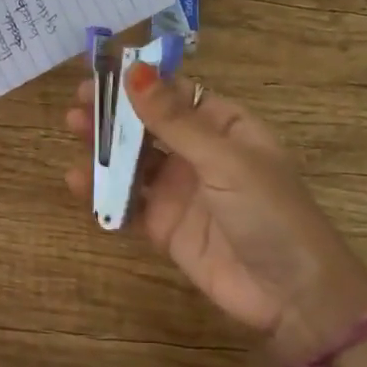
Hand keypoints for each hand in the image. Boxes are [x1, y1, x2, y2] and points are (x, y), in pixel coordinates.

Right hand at [65, 64, 366, 359]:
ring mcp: (180, 190)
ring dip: (104, 147)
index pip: (177, 94)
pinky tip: (78, 181)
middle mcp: (200, 153)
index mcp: (225, 127)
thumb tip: (135, 70)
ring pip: (133, 161)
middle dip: (114, 113)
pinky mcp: (163, 225)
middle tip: (78, 104)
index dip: (140, 82)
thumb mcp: (224, 160)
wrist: (292, 296)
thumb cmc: (269, 213)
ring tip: (73, 133)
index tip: (102, 74)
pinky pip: (127, 201)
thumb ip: (174, 120)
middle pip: (149, 125)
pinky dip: (102, 191)